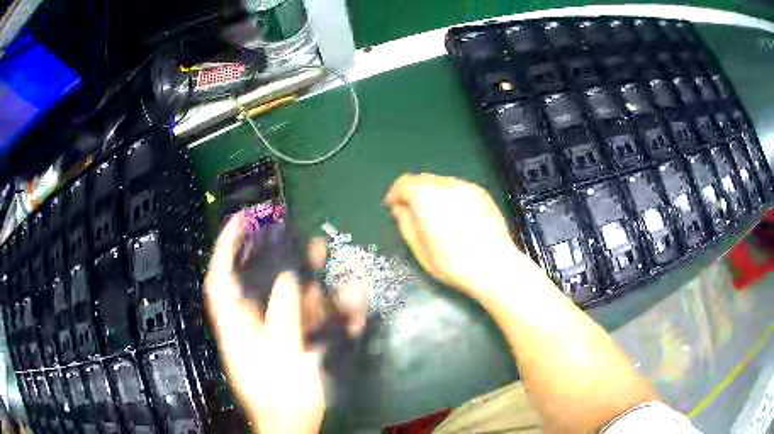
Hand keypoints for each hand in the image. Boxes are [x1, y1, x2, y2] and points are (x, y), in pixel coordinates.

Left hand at [205, 214, 324, 433]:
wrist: (293, 425)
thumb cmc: (282, 395)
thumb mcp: (282, 353)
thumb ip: (283, 313)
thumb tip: (288, 278)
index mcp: (236, 328)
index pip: (220, 279)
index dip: (226, 247)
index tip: (240, 221)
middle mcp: (250, 326)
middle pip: (252, 282)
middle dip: (269, 254)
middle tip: (286, 231)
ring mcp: (271, 335)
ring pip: (282, 298)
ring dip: (302, 277)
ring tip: (319, 252)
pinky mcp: (290, 344)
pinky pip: (304, 318)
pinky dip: (322, 306)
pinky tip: (346, 296)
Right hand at [384, 174, 532, 299]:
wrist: (494, 266)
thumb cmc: (452, 263)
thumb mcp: (420, 250)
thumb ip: (405, 223)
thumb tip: (400, 209)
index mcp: (425, 197)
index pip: (404, 183)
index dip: (395, 194)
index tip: (394, 207)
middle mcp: (445, 185)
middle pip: (423, 179)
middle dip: (414, 193)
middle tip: (414, 213)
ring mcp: (466, 187)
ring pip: (442, 182)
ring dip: (433, 193)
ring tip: (437, 216)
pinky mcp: (482, 193)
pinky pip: (459, 188)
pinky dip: (451, 196)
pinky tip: (457, 217)